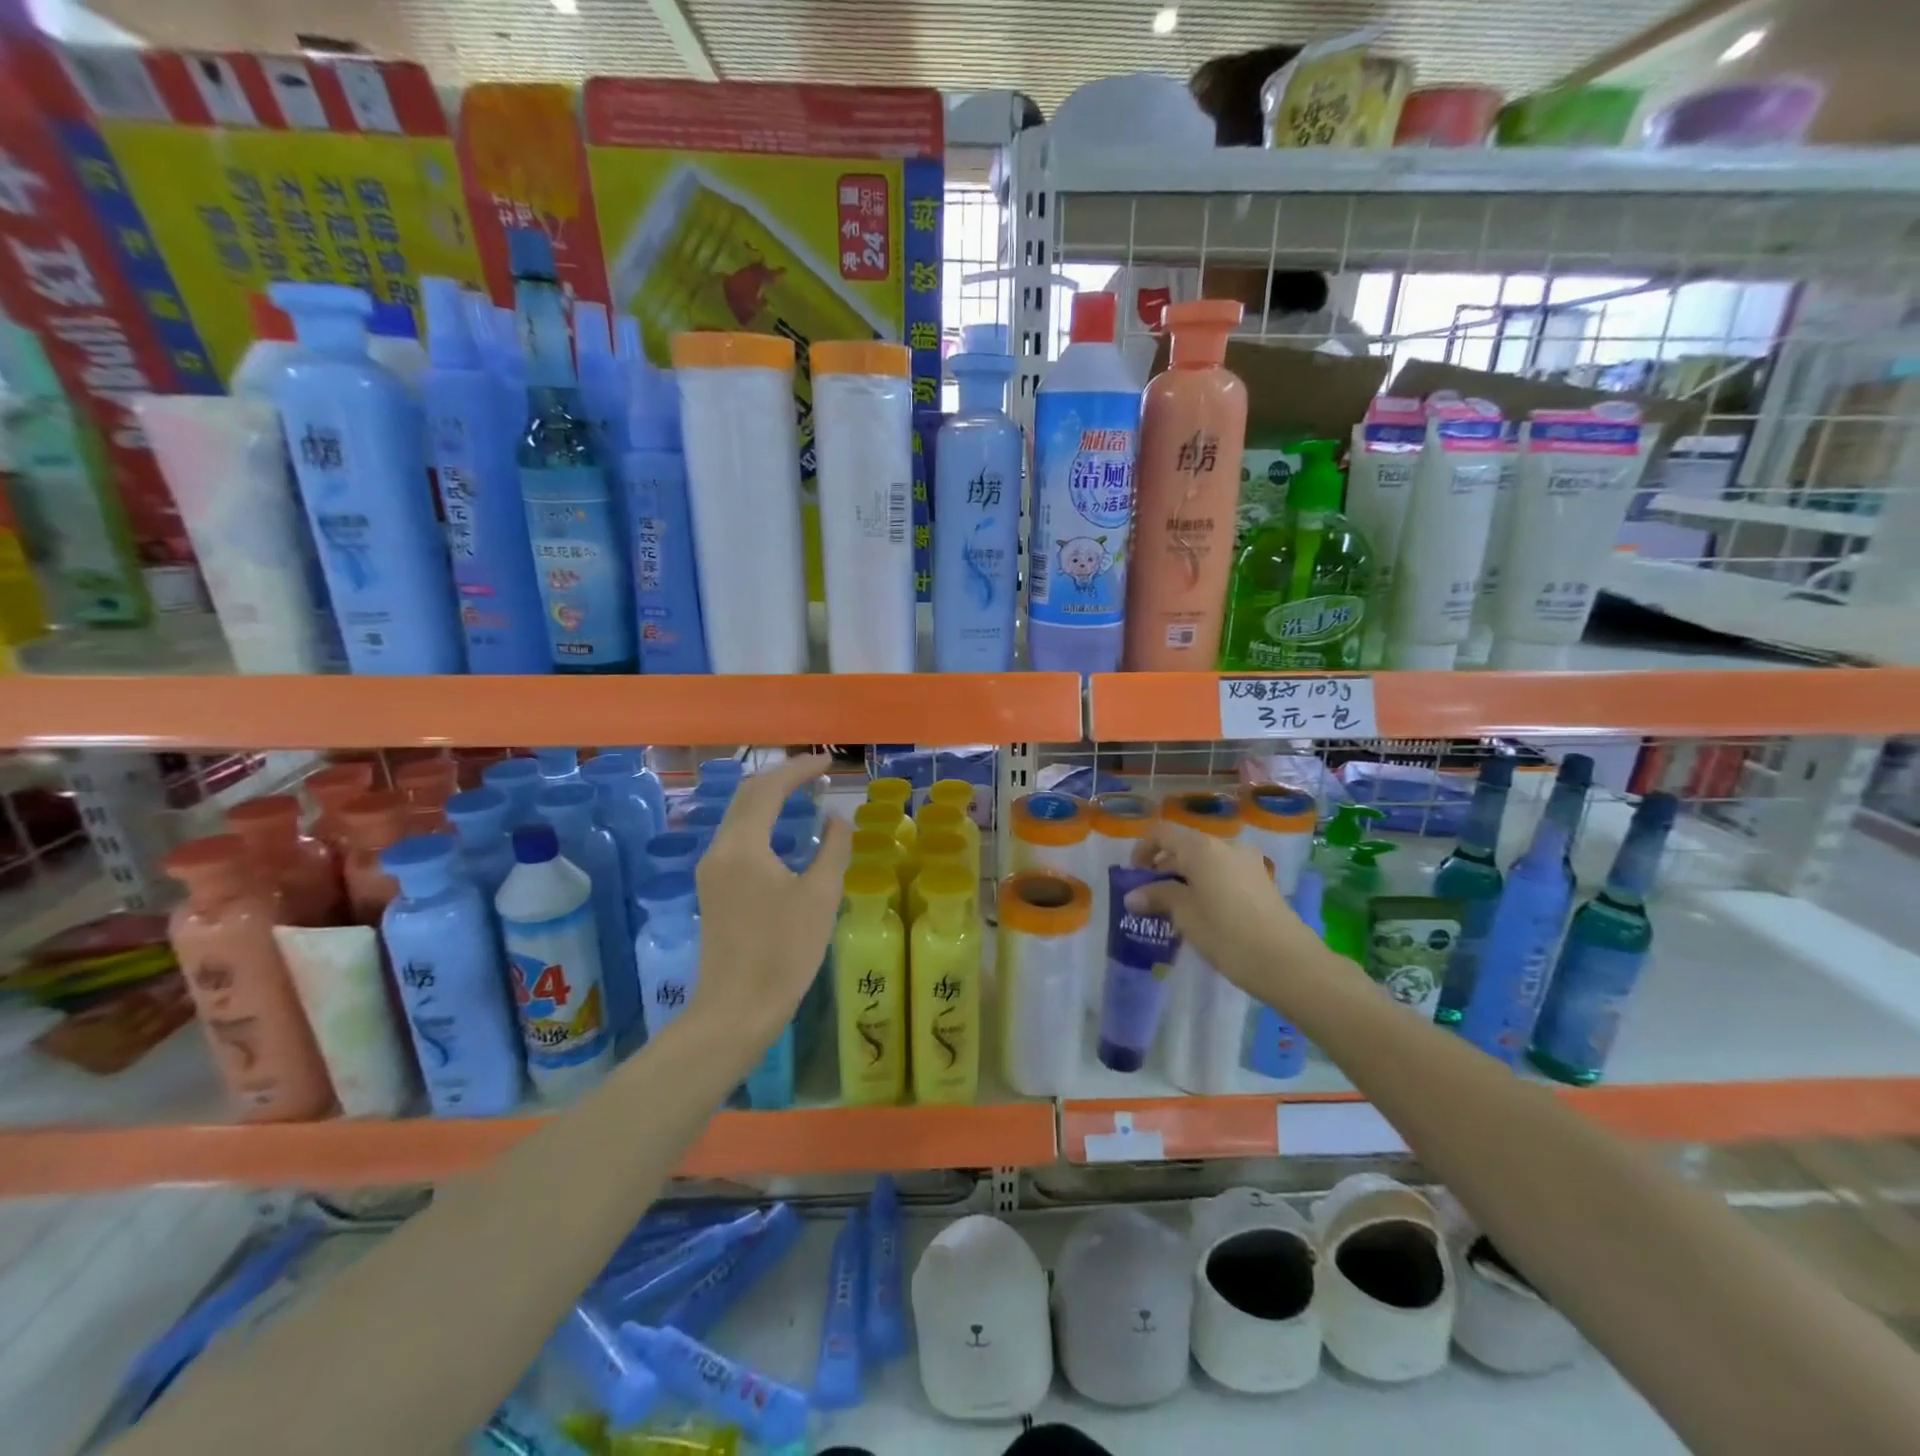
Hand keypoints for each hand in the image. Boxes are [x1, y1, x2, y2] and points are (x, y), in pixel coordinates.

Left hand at [689, 754, 850, 1049]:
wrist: (737, 1009)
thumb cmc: (784, 952)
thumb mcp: (820, 896)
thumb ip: (833, 848)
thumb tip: (836, 818)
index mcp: (743, 846)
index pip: (769, 789)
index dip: (799, 769)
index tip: (829, 762)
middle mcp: (719, 849)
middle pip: (747, 795)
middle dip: (782, 777)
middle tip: (817, 772)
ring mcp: (711, 869)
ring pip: (739, 815)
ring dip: (770, 797)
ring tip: (805, 793)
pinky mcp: (713, 888)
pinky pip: (737, 837)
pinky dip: (762, 821)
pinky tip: (785, 831)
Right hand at [1125, 820, 1322, 994]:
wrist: (1288, 963)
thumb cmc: (1227, 934)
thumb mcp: (1185, 915)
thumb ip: (1158, 897)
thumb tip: (1132, 896)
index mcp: (1202, 847)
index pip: (1162, 832)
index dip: (1142, 849)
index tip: (1134, 877)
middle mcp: (1225, 845)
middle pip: (1183, 845)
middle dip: (1162, 867)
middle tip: (1149, 898)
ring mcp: (1247, 861)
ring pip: (1204, 860)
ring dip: (1184, 877)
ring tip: (1174, 909)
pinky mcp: (1261, 880)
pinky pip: (1223, 872)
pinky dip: (1205, 884)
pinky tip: (1202, 913)